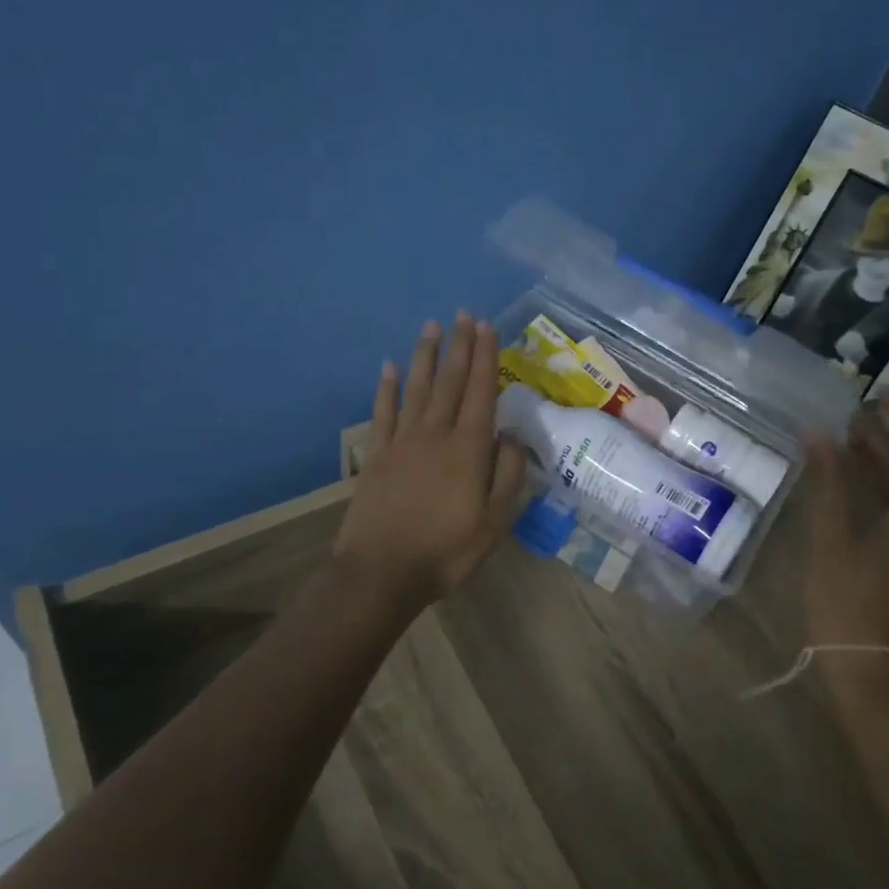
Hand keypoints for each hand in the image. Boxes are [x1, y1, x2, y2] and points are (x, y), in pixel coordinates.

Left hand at [334, 313, 529, 611]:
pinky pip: (382, 412)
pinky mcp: (377, 455)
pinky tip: (388, 367)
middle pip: (450, 382)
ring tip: (431, 326)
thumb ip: (507, 475)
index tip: (487, 327)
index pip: (481, 392)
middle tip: (464, 315)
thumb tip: (511, 436)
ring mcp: (402, 442)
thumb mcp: (494, 522)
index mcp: (468, 449)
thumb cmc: (446, 551)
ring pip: (417, 389)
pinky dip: (386, 388)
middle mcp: (435, 435)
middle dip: (460, 346)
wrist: (381, 573)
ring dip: (426, 356)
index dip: (486, 358)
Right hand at [803, 388, 888, 713]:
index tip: (875, 397)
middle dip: (884, 437)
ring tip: (838, 450)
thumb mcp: (831, 539)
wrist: (877, 682)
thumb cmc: (851, 607)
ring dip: (881, 466)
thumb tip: (818, 431)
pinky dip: (885, 496)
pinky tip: (850, 497)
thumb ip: (829, 480)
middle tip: (838, 423)